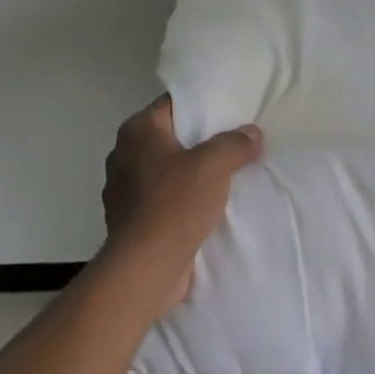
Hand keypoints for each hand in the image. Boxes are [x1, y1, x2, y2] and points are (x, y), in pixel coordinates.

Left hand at [102, 98, 263, 312]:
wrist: (146, 268)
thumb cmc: (174, 204)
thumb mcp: (213, 166)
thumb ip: (234, 144)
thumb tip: (252, 133)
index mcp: (136, 131)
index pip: (172, 105)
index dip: (201, 107)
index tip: (229, 113)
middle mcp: (123, 154)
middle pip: (168, 137)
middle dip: (198, 142)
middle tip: (233, 144)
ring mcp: (122, 189)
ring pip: (164, 170)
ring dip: (188, 174)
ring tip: (222, 177)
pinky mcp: (128, 219)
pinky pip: (160, 199)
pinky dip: (179, 200)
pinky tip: (204, 208)